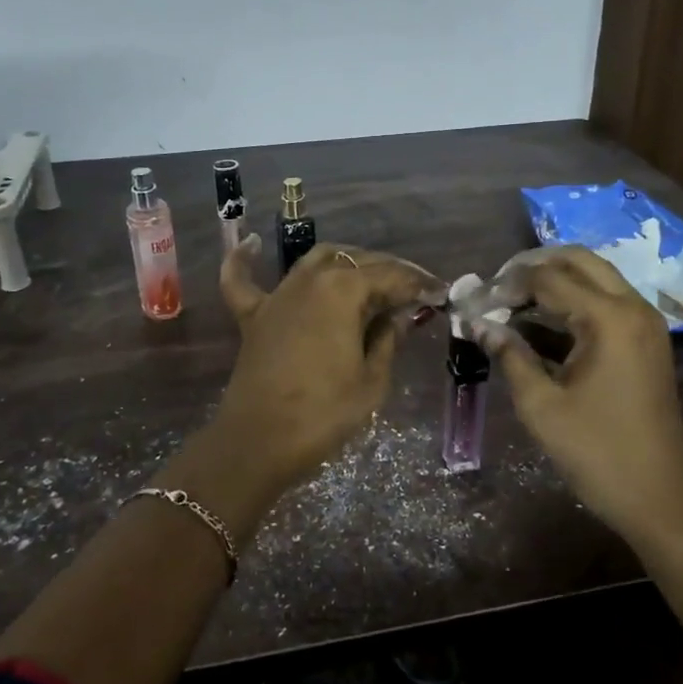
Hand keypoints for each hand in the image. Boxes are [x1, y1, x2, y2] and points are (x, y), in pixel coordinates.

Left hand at [211, 236, 447, 500]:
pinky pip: (243, 278)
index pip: (390, 276)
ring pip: (315, 260)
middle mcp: (309, 279)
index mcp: (342, 290)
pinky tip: (251, 242)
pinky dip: (245, 260)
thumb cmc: (324, 413)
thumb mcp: (371, 380)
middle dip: (389, 272)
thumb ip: (388, 338)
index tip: (440, 292)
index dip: (418, 284)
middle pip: (355, 261)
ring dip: (345, 262)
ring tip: (369, 277)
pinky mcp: (253, 315)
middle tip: (413, 291)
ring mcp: (278, 294)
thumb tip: (400, 315)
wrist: (259, 442)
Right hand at [476, 247, 682, 543]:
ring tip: (510, 303)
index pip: (548, 278)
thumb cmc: (596, 453)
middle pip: (578, 260)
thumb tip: (477, 323)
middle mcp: (633, 308)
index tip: (475, 302)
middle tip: (497, 288)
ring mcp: (644, 323)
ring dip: (553, 281)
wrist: (659, 498)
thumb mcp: (541, 405)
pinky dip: (572, 303)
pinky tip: (538, 325)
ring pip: (594, 277)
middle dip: (533, 267)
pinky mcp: (645, 341)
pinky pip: (605, 302)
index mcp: (610, 319)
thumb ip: (509, 355)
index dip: (507, 285)